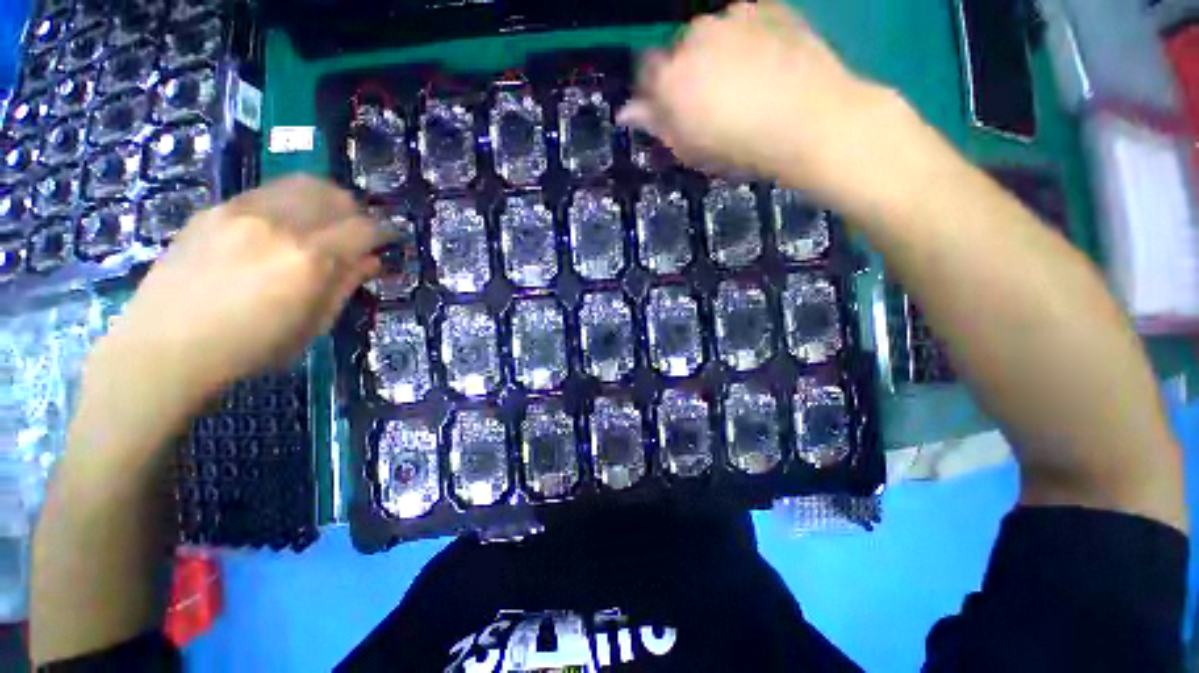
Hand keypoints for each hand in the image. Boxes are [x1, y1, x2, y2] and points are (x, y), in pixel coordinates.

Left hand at [91, 174, 389, 402]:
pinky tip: (283, 226)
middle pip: (337, 196)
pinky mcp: (216, 208)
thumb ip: (346, 285)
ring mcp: (243, 210)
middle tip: (359, 233)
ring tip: (325, 222)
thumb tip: (372, 261)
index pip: (365, 228)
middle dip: (358, 212)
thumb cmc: (250, 347)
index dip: (386, 232)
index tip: (391, 241)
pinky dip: (290, 202)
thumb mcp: (313, 325)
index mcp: (310, 259)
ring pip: (302, 184)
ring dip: (326, 200)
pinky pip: (268, 191)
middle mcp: (280, 223)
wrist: (165, 346)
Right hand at [619, 2, 909, 203]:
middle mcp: (693, 38)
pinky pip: (745, 22)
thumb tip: (628, 112)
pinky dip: (747, 39)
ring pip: (712, 34)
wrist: (808, 121)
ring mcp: (732, 17)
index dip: (656, 91)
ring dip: (718, 53)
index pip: (645, 72)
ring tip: (744, 82)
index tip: (671, 109)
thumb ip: (656, 125)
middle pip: (679, 51)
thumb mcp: (689, 149)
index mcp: (670, 78)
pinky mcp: (767, 7)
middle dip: (688, 71)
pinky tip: (765, 63)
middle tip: (713, 100)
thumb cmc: (739, 148)